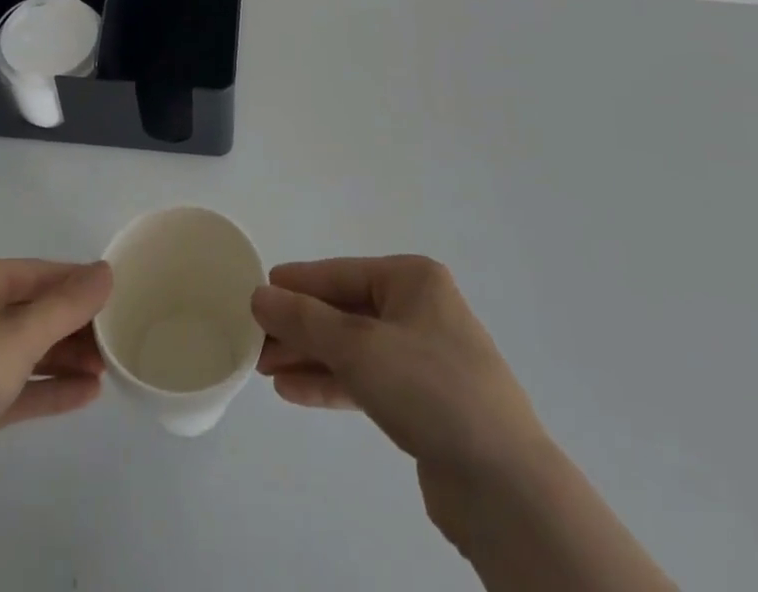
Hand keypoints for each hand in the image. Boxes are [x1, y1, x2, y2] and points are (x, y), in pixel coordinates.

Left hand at [0, 257, 112, 549]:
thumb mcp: (16, 337)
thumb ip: (66, 305)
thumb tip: (106, 271)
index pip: (41, 272)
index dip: (81, 284)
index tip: (121, 298)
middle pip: (35, 310)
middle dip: (76, 325)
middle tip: (119, 341)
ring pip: (26, 350)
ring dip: (66, 358)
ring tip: (108, 370)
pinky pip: (15, 386)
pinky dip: (46, 388)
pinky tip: (84, 395)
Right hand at [253, 257, 674, 591]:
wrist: (502, 484)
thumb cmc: (430, 389)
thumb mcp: (359, 346)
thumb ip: (305, 320)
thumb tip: (259, 294)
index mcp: (413, 280)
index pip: (341, 273)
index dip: (298, 284)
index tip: (258, 291)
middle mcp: (419, 310)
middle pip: (345, 311)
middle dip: (300, 327)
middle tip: (255, 341)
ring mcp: (423, 357)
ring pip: (353, 348)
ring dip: (311, 357)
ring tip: (266, 369)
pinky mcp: (422, 402)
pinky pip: (367, 381)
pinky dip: (332, 384)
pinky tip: (294, 392)